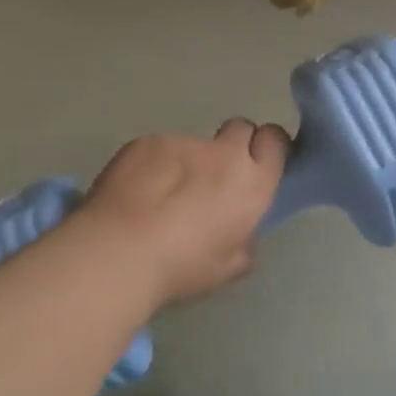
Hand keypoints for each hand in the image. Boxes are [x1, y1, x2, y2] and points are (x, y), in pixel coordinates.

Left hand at [81, 120, 289, 306]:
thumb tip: (240, 236)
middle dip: (234, 146)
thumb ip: (243, 243)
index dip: (268, 148)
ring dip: (187, 163)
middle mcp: (224, 153)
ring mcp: (183, 142)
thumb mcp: (228, 267)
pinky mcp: (146, 142)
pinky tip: (135, 194)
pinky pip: (159, 149)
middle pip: (241, 128)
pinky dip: (153, 166)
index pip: (276, 140)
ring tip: (160, 197)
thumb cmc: (183, 266)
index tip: (258, 165)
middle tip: (215, 178)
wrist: (119, 252)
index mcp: (253, 183)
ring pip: (194, 145)